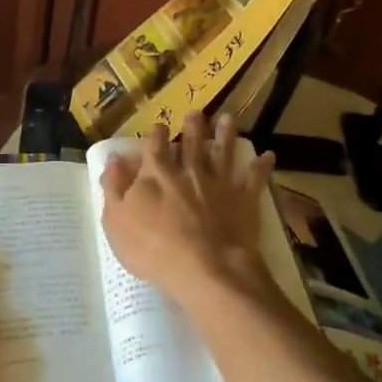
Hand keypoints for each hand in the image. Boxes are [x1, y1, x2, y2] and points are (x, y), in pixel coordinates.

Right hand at [99, 112, 274, 299]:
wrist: (204, 268)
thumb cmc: (152, 248)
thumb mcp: (116, 221)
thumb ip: (113, 188)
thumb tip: (114, 160)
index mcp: (156, 175)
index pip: (155, 147)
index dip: (157, 135)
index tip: (160, 126)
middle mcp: (189, 172)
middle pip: (192, 144)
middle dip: (193, 127)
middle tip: (197, 113)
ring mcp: (219, 184)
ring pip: (223, 153)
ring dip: (225, 135)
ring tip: (227, 119)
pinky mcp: (243, 201)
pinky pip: (254, 179)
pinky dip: (261, 167)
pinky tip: (268, 155)